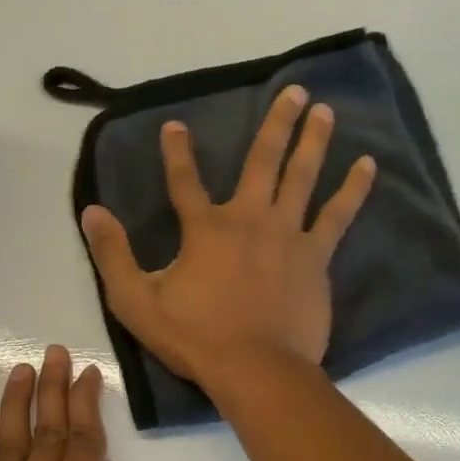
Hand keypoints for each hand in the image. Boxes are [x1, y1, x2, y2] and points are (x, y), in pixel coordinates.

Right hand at [79, 85, 375, 390]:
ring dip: (314, 140)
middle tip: (294, 91)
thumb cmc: (195, 338)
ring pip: (302, 176)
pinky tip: (368, 166)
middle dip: (276, 123)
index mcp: (205, 229)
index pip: (183, 181)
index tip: (175, 125)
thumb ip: (113, 255)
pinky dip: (353, 189)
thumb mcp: (136, 301)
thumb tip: (91, 211)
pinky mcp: (316, 257)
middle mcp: (248, 219)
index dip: (176, 152)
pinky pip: (337, 215)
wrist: (256, 369)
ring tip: (326, 110)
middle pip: (262, 161)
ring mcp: (287, 235)